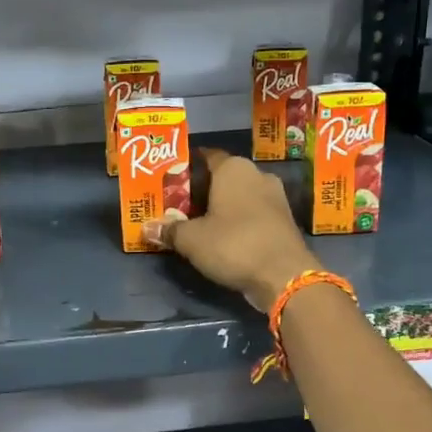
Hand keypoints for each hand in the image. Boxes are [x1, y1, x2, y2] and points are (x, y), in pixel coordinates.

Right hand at [145, 147, 316, 310]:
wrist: (284, 275)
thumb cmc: (233, 244)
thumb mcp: (192, 240)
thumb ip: (169, 231)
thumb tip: (147, 228)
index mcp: (234, 168)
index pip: (206, 156)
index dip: (187, 168)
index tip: (171, 180)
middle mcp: (257, 174)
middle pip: (223, 177)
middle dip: (203, 190)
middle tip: (179, 205)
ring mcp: (275, 197)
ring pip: (240, 196)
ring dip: (222, 207)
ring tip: (198, 222)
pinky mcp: (284, 220)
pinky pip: (254, 213)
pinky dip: (239, 221)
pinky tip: (224, 236)